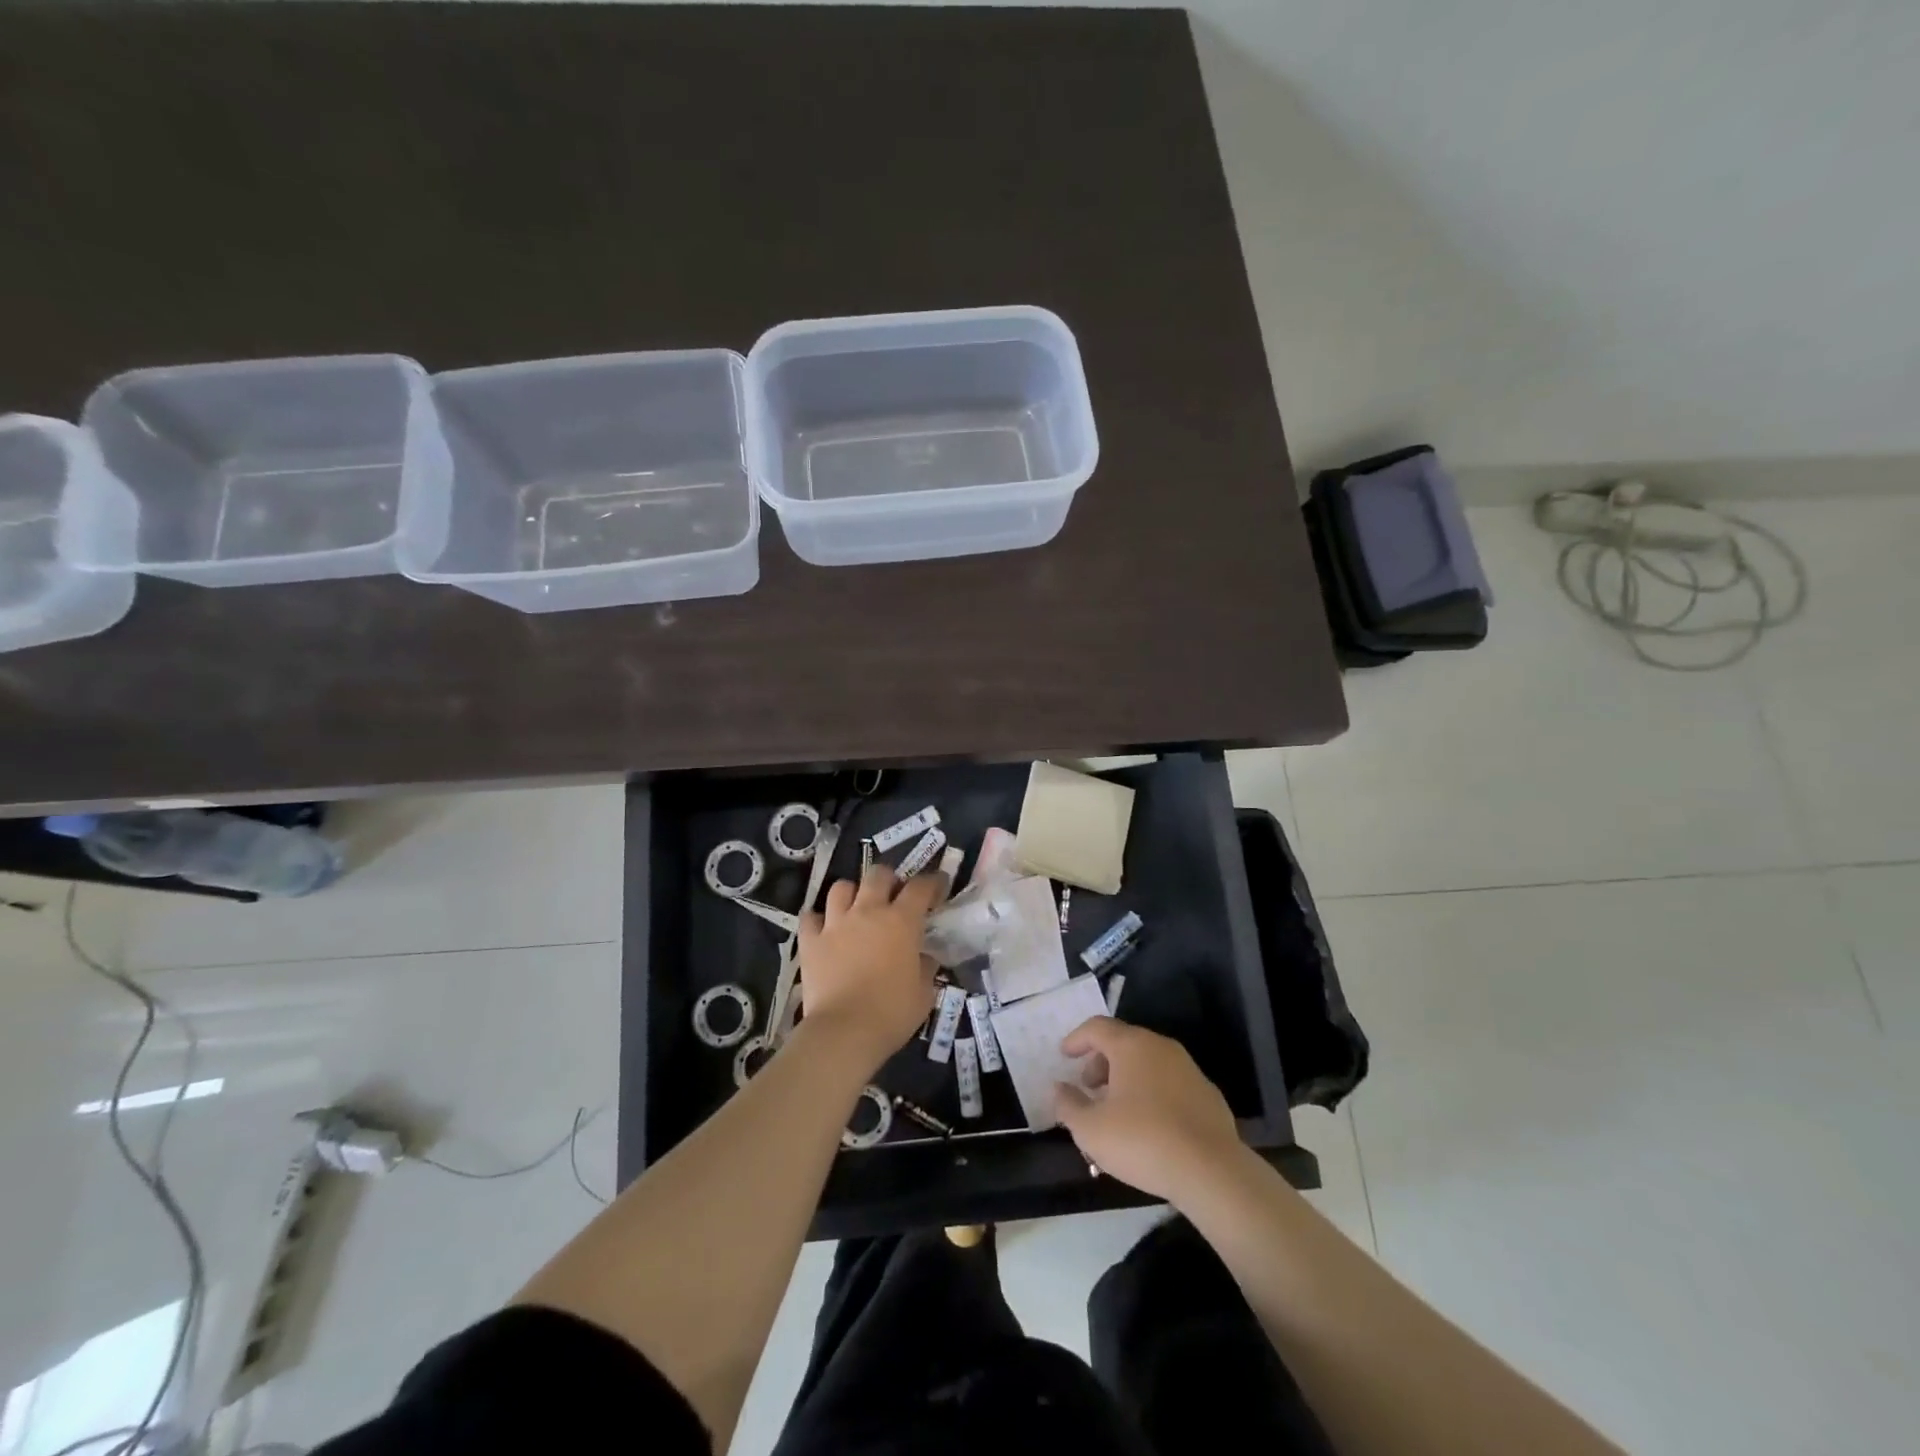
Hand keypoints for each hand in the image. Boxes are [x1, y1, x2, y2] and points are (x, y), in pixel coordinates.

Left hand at [797, 865, 945, 1072]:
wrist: (844, 1032)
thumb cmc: (892, 1013)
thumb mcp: (923, 993)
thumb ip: (925, 967)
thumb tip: (924, 957)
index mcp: (901, 921)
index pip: (921, 887)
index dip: (932, 882)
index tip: (938, 886)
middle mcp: (868, 911)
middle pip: (877, 874)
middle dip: (889, 879)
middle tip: (894, 895)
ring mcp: (836, 923)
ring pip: (841, 887)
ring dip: (851, 893)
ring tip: (856, 907)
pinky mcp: (811, 940)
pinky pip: (810, 917)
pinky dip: (818, 919)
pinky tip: (824, 929)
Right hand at [1052, 1017, 1244, 1201]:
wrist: (1212, 1170)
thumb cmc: (1142, 1141)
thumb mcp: (1091, 1129)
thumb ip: (1069, 1105)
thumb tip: (1059, 1088)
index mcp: (1131, 1045)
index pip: (1097, 1027)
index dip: (1077, 1039)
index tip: (1064, 1055)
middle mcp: (1160, 1047)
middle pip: (1123, 1042)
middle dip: (1101, 1061)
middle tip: (1089, 1087)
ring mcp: (1188, 1068)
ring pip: (1148, 1062)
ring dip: (1126, 1078)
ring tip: (1116, 1109)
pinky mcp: (1207, 1094)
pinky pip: (1170, 1083)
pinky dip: (1152, 1092)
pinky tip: (1149, 1124)